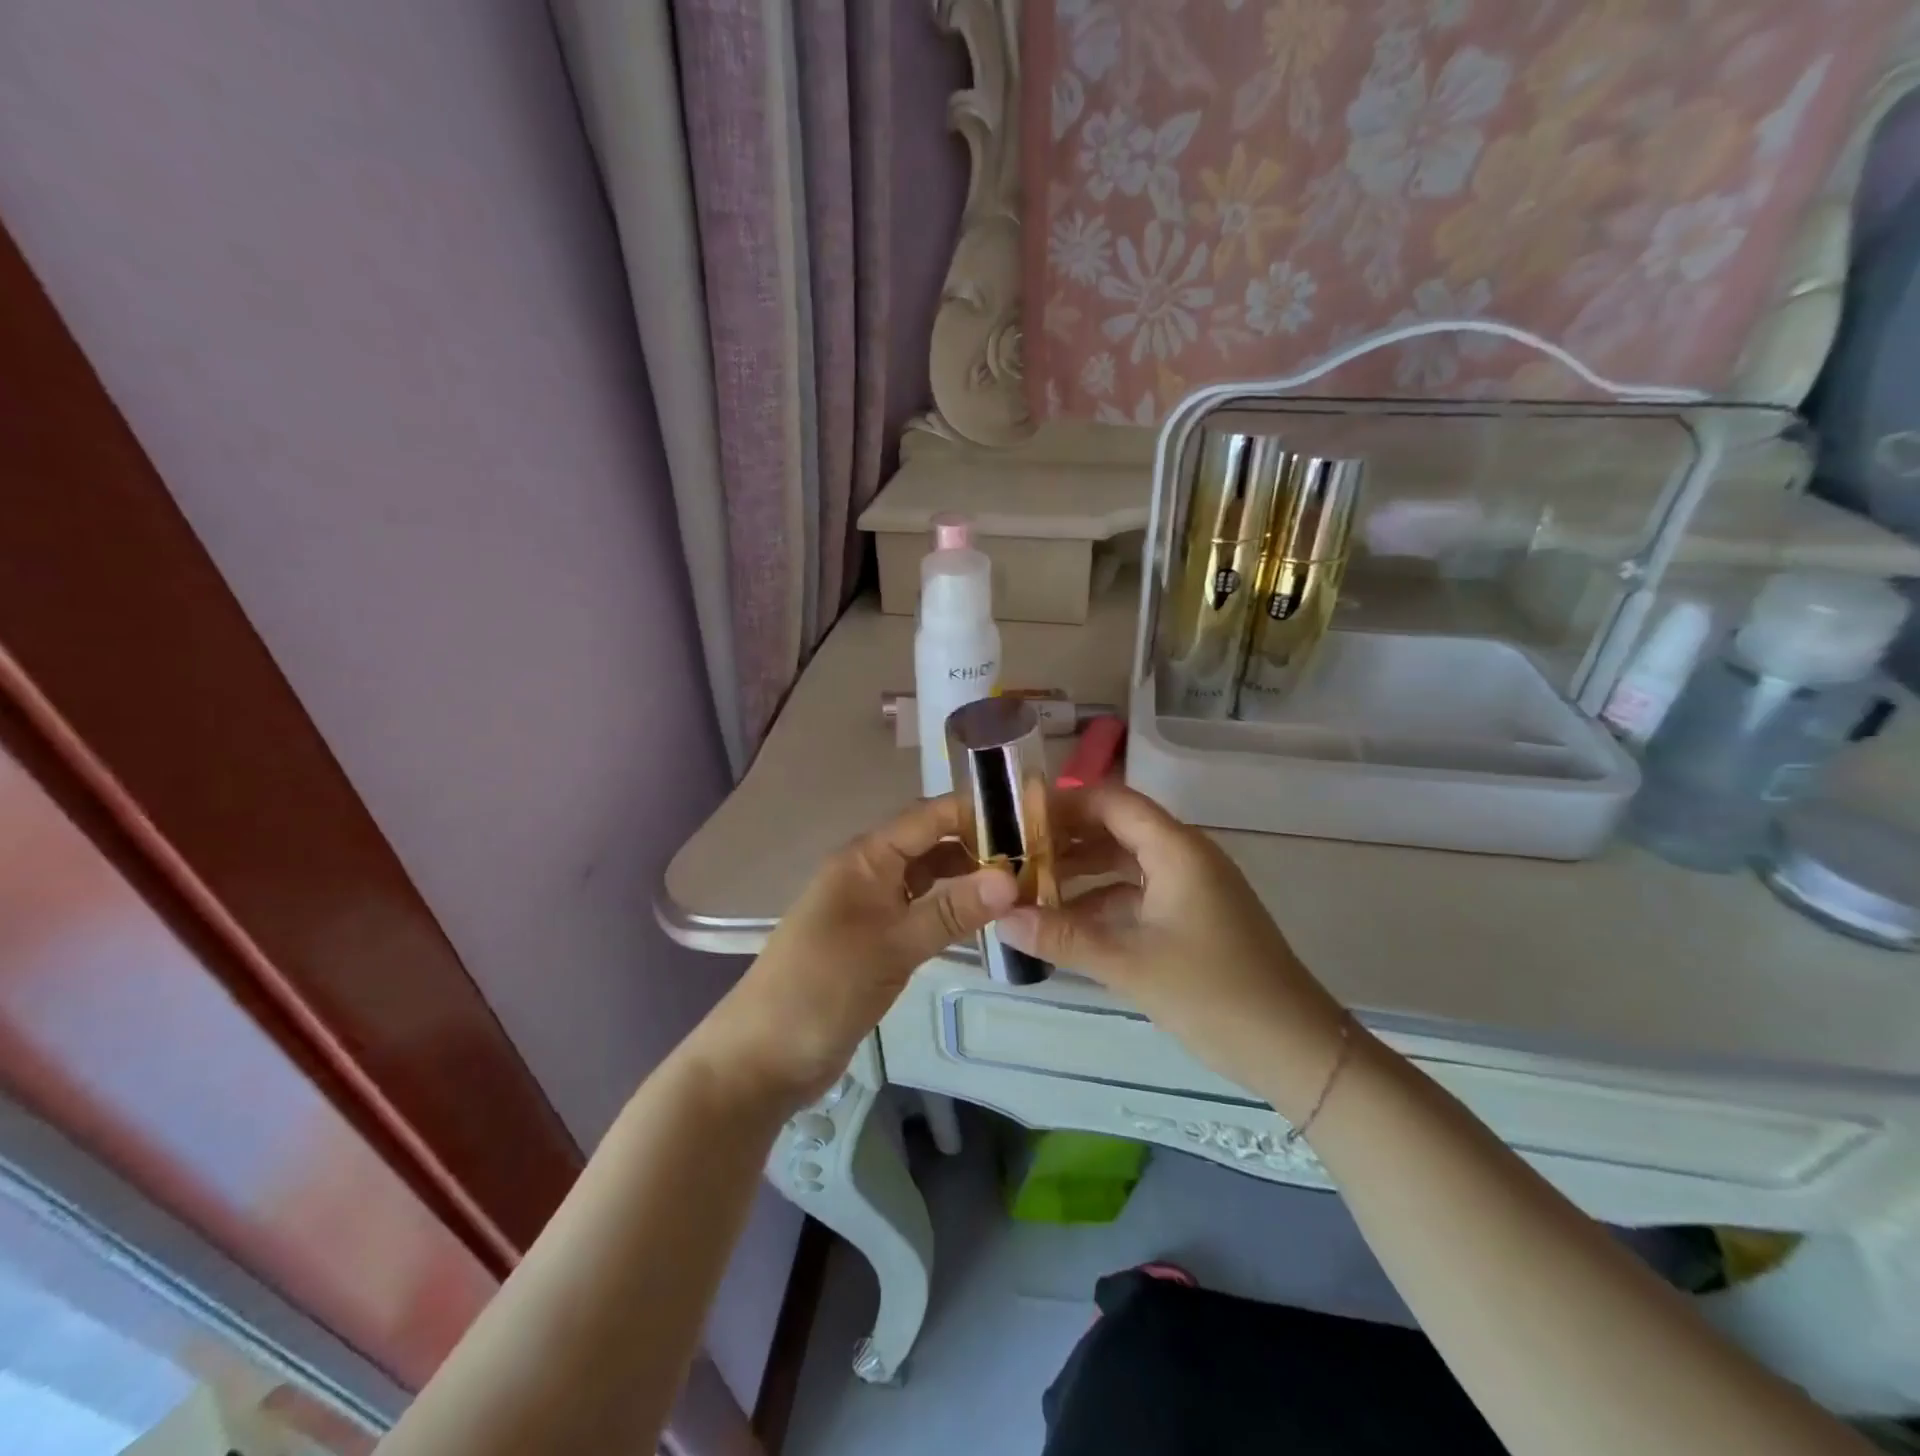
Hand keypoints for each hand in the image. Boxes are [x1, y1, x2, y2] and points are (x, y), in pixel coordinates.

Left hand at [694, 795, 1015, 1109]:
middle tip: (1037, 857)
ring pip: (927, 878)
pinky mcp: (875, 940)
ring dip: (966, 879)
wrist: (763, 1057)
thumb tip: (1012, 878)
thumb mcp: (892, 946)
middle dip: (978, 846)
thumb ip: (952, 911)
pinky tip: (982, 919)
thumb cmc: (823, 988)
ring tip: (1022, 886)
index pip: (928, 818)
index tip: (1030, 817)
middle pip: (930, 844)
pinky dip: (949, 909)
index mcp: (865, 858)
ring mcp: (870, 907)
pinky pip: (919, 910)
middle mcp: (868, 872)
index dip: (976, 812)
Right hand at [999, 784, 1346, 1120]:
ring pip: (1125, 863)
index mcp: (1176, 849)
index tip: (1017, 820)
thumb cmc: (1214, 993)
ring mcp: (1192, 887)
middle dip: (1066, 841)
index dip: (1064, 805)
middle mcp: (1185, 856)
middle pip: (1116, 829)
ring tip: (1031, 890)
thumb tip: (1001, 919)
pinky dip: (1104, 902)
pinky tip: (1069, 924)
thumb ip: (1063, 937)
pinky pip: (1139, 894)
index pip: (1111, 802)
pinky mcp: (1195, 917)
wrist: (1295, 1049)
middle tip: (1014, 857)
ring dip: (1082, 874)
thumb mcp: (1130, 964)